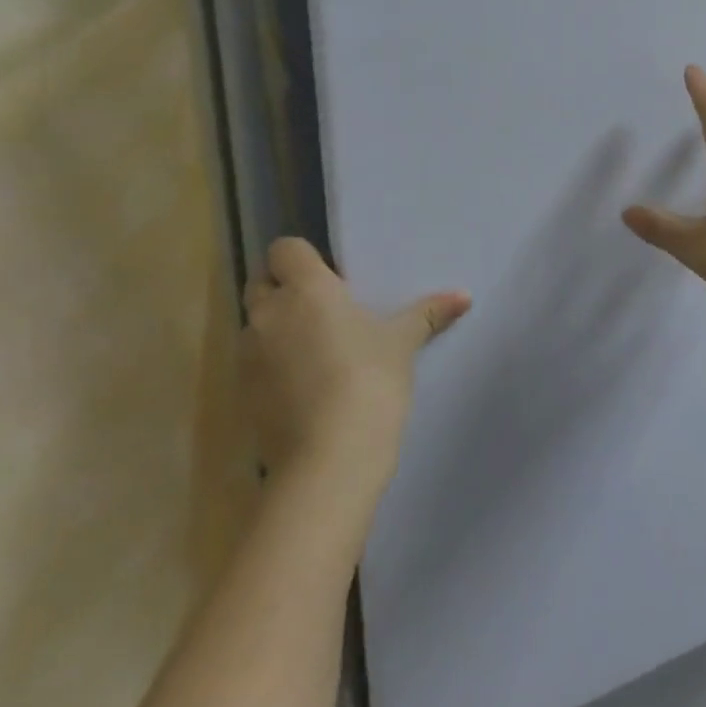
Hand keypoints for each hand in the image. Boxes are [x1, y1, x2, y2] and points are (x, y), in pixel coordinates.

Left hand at [240, 237, 470, 522]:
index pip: (285, 250)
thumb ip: (427, 314)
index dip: (305, 258)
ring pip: (257, 325)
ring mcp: (248, 356)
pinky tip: (308, 385)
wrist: (329, 456)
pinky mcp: (241, 394)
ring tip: (319, 349)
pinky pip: (255, 363)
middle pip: (262, 284)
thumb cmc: (370, 380)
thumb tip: (464, 296)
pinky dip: (274, 365)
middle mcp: (268, 315)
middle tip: (328, 309)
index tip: (333, 277)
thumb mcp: (403, 343)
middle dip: (286, 290)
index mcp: (306, 290)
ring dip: (279, 329)